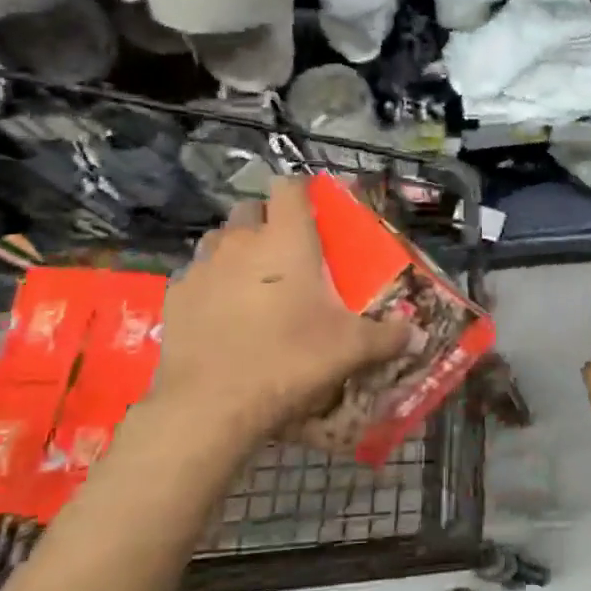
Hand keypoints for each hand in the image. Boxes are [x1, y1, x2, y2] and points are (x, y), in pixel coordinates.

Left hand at [141, 178, 410, 450]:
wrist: (212, 403)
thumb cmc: (291, 359)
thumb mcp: (351, 349)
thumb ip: (387, 336)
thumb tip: (415, 334)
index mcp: (287, 239)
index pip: (290, 187)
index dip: (302, 190)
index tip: (314, 207)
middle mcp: (242, 241)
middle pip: (251, 208)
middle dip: (267, 220)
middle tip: (285, 251)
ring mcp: (203, 266)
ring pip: (219, 238)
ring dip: (235, 248)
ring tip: (251, 279)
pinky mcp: (175, 295)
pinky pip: (195, 274)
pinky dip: (209, 283)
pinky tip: (220, 312)